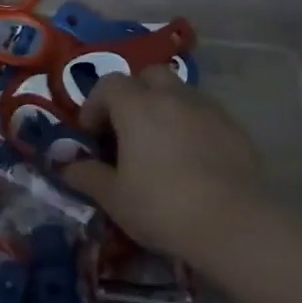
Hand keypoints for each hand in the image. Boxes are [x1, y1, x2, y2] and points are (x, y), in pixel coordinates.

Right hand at [60, 68, 278, 271]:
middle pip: (149, 76)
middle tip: (126, 129)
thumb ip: (85, 175)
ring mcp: (210, 111)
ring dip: (164, 108)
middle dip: (134, 95)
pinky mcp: (237, 131)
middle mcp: (173, 97)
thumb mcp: (113, 197)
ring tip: (160, 145)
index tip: (91, 135)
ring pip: (180, 93)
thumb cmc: (162, 206)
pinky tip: (191, 161)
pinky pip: (206, 115)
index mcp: (137, 106)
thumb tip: (65, 165)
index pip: (108, 85)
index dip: (94, 106)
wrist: (237, 226)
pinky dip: (192, 126)